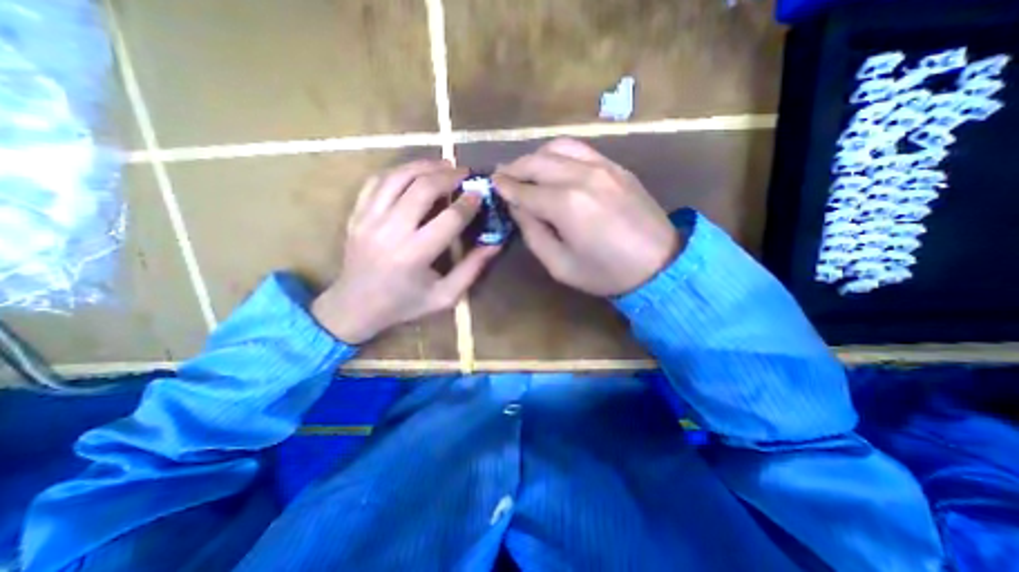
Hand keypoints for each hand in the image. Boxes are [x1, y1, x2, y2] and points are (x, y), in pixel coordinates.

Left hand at [312, 161, 500, 344]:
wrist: (355, 307)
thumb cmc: (404, 304)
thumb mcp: (445, 296)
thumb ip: (472, 269)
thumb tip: (495, 243)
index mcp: (415, 255)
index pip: (449, 219)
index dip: (468, 203)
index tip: (480, 194)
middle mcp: (390, 231)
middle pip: (422, 189)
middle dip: (448, 176)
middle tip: (464, 172)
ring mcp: (368, 219)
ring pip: (397, 178)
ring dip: (423, 166)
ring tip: (443, 164)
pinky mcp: (356, 215)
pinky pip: (376, 182)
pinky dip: (398, 172)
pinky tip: (412, 172)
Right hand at [496, 139, 683, 295]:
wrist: (660, 265)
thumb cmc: (605, 273)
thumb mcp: (560, 265)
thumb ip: (533, 234)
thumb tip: (518, 208)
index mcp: (565, 205)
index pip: (524, 190)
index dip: (505, 187)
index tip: (492, 184)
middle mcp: (581, 177)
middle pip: (536, 162)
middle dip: (514, 167)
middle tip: (502, 175)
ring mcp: (602, 166)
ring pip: (557, 147)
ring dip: (535, 156)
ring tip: (524, 169)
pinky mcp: (616, 167)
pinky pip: (580, 149)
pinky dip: (559, 153)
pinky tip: (553, 165)